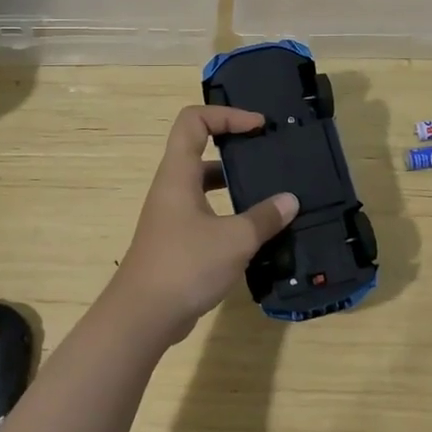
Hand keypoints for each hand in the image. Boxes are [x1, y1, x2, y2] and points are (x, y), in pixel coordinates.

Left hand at [110, 105, 299, 344]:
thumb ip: (264, 218)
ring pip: (204, 183)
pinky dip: (229, 212)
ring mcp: (172, 215)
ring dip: (233, 182)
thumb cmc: (185, 266)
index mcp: (179, 174)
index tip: (258, 126)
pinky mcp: (177, 240)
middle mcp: (172, 187)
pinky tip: (254, 230)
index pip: (194, 121)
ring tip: (268, 191)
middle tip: (267, 154)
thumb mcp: (234, 240)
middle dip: (234, 146)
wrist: (142, 317)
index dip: (226, 115)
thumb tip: (289, 201)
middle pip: (199, 148)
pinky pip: (205, 212)